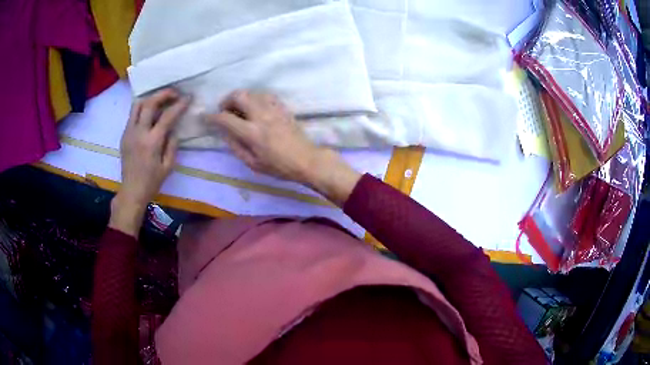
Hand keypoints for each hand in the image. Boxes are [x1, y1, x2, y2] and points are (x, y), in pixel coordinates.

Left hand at [109, 88, 189, 236]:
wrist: (131, 191)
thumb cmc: (152, 182)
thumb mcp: (168, 166)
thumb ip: (172, 145)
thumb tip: (174, 129)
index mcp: (152, 142)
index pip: (167, 116)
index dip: (179, 104)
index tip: (188, 97)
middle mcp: (139, 133)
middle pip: (150, 103)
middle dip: (164, 94)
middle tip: (174, 93)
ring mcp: (129, 132)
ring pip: (137, 105)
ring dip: (150, 98)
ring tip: (160, 100)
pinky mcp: (124, 135)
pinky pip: (132, 114)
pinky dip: (142, 108)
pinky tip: (150, 112)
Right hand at [206, 90, 360, 205]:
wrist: (306, 160)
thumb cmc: (278, 166)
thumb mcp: (253, 163)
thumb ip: (235, 146)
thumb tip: (224, 132)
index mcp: (252, 133)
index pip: (226, 118)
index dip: (212, 117)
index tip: (206, 117)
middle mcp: (261, 116)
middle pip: (239, 95)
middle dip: (226, 100)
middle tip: (225, 110)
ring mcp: (273, 109)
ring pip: (252, 92)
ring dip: (241, 98)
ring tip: (239, 109)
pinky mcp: (282, 107)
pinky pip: (265, 95)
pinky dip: (255, 98)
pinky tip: (255, 107)